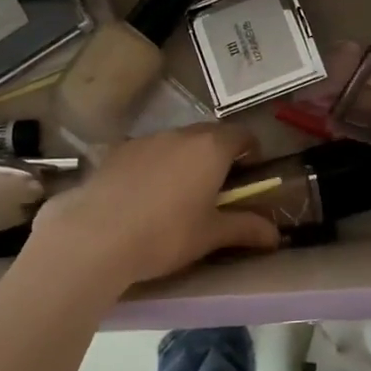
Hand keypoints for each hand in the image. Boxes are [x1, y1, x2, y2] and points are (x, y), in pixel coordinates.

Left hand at [25, 124, 279, 292]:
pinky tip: (141, 195)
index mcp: (210, 148)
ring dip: (183, 158)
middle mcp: (180, 135)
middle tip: (217, 185)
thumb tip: (276, 235)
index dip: (250, 149)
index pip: (241, 134)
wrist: (94, 236)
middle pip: (207, 134)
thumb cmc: (165, 234)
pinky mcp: (115, 151)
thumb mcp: (210, 235)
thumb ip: (245, 229)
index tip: (250, 169)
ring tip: (177, 192)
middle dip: (217, 153)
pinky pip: (145, 152)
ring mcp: (144, 140)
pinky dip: (152, 165)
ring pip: (174, 142)